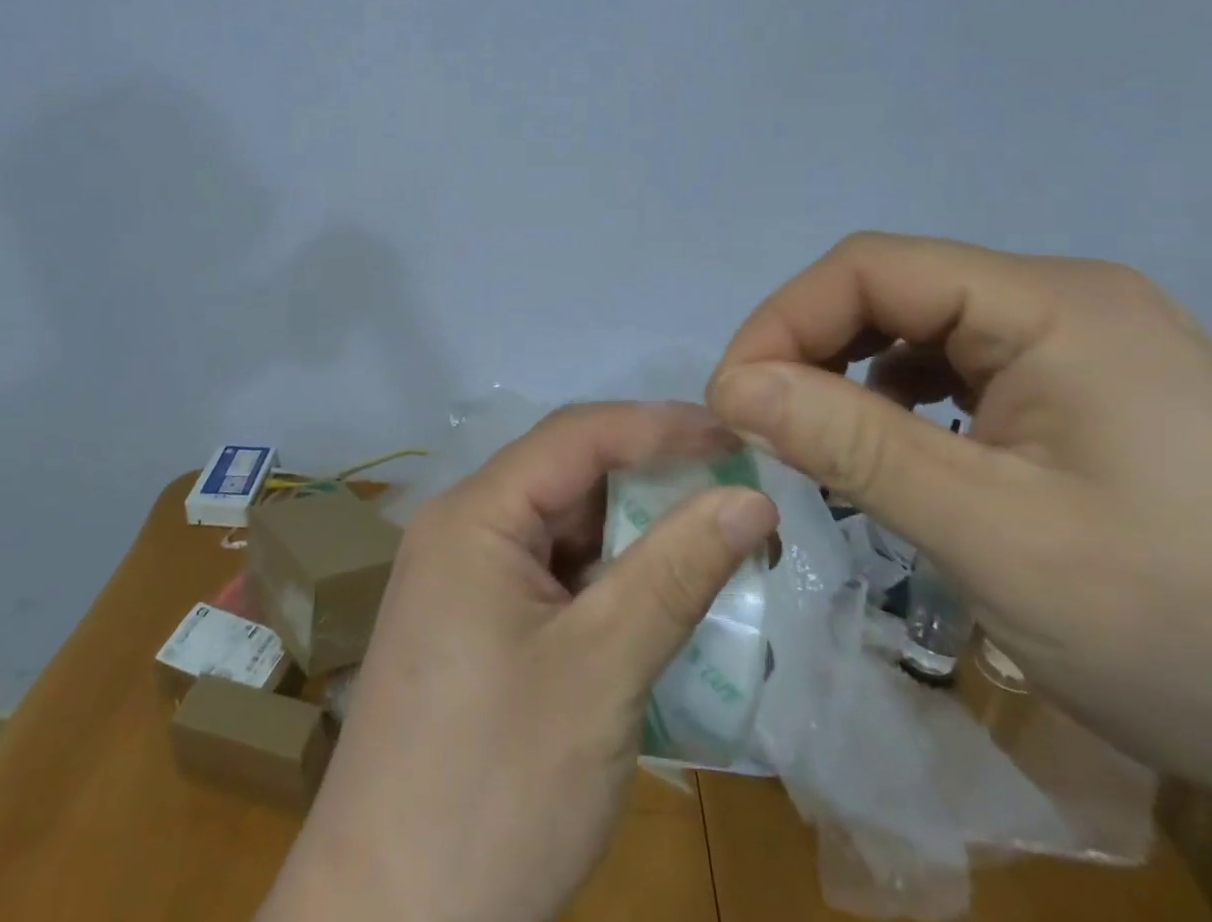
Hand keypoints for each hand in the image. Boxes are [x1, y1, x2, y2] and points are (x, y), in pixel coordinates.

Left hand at [259, 403, 778, 921]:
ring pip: (561, 529)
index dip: (657, 426)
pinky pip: (548, 576)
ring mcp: (461, 580)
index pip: (576, 436)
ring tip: (711, 545)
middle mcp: (461, 530)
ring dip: (631, 536)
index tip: (735, 433)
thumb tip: (751, 496)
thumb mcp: (601, 669)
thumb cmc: (496, 786)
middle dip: (649, 481)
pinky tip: (654, 604)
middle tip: (733, 491)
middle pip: (566, 477)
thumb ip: (677, 571)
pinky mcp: (471, 627)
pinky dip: (604, 582)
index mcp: (475, 514)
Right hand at [708, 233, 1211, 856]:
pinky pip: (964, 371)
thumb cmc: (1204, 631)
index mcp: (1050, 305)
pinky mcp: (1094, 397)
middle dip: (811, 351)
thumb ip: (852, 445)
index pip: (871, 268)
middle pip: (894, 292)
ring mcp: (1085, 348)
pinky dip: (905, 404)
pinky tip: (899, 456)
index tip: (732, 402)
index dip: (782, 322)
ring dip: (854, 378)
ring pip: (923, 331)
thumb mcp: (996, 537)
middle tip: (764, 428)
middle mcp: (1065, 302)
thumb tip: (732, 385)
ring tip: (820, 444)